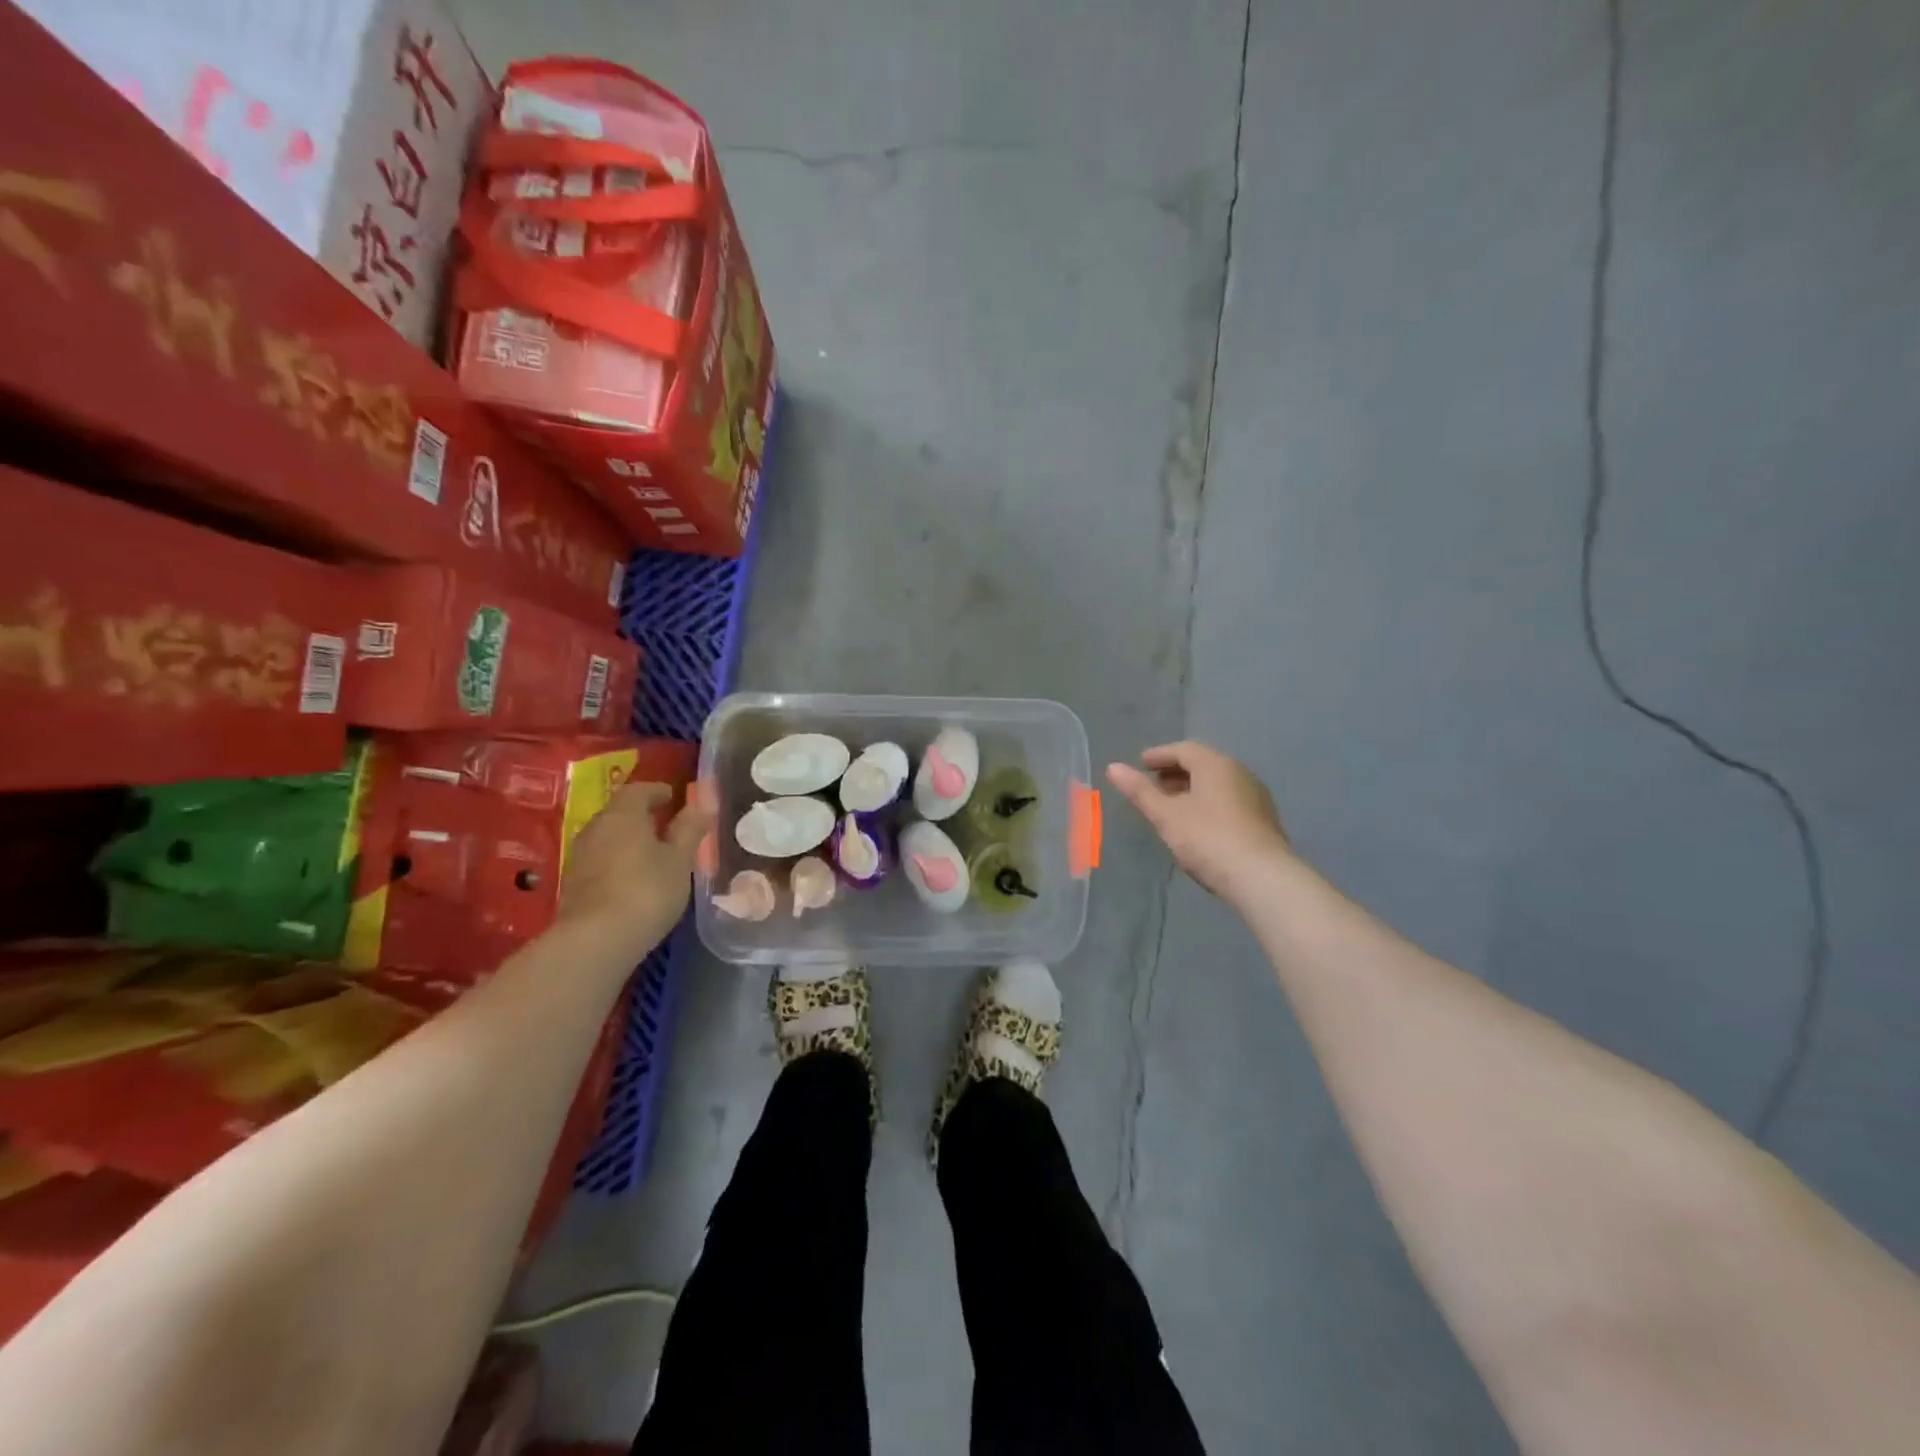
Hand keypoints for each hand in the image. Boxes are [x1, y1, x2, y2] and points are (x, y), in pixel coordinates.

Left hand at [557, 781, 714, 960]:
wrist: (595, 940)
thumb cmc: (647, 890)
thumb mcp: (679, 860)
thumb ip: (690, 829)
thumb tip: (703, 802)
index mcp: (623, 814)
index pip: (639, 790)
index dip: (658, 791)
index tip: (674, 797)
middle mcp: (596, 828)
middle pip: (620, 812)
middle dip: (642, 815)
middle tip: (667, 826)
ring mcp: (580, 857)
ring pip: (609, 837)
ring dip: (629, 840)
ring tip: (654, 854)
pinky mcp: (574, 884)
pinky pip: (601, 860)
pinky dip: (619, 861)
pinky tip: (634, 879)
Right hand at [1107, 742, 1289, 901]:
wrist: (1262, 877)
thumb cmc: (1207, 839)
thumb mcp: (1166, 815)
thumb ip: (1139, 791)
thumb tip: (1113, 767)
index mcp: (1215, 764)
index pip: (1183, 749)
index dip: (1158, 755)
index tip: (1140, 764)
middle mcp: (1239, 772)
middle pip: (1202, 763)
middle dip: (1175, 771)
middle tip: (1153, 783)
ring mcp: (1255, 795)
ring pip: (1217, 783)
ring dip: (1192, 787)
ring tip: (1172, 804)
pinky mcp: (1264, 819)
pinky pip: (1229, 799)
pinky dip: (1209, 802)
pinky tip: (1198, 823)